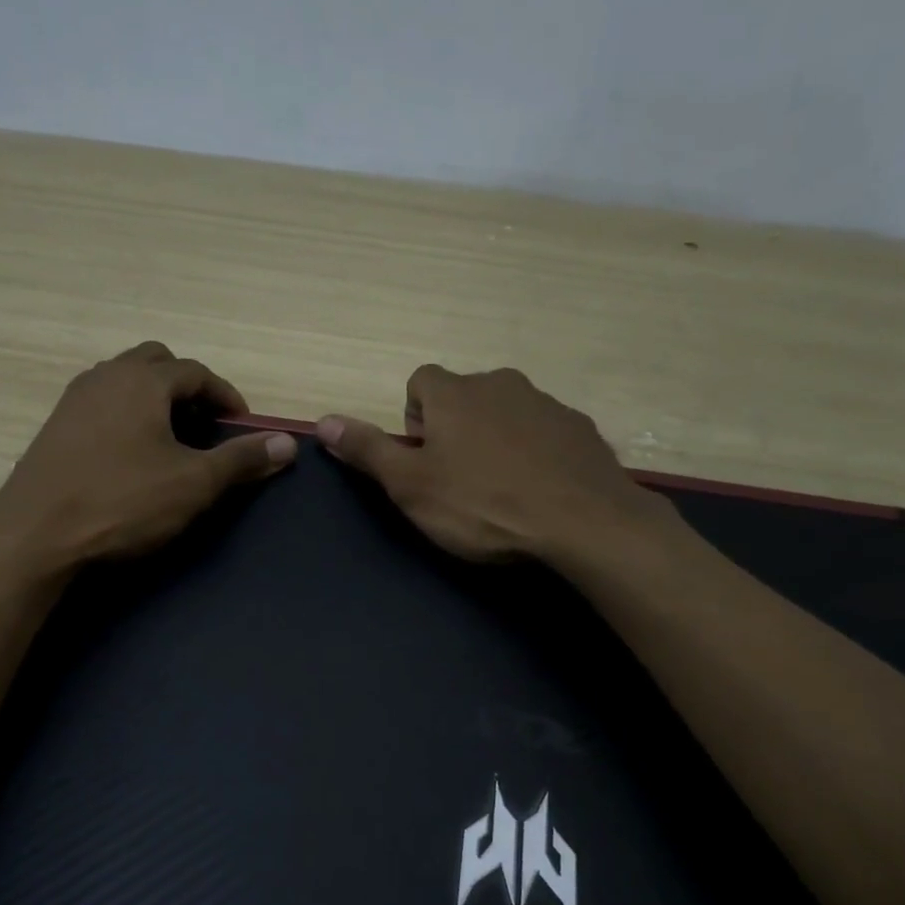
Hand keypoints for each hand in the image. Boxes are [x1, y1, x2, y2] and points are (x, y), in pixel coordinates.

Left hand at [0, 342, 294, 583]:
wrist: (35, 534)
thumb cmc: (123, 502)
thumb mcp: (194, 483)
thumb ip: (241, 459)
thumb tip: (287, 444)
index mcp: (143, 380)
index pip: (197, 372)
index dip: (226, 397)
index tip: (242, 427)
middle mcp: (106, 376)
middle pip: (158, 364)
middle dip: (188, 388)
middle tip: (206, 427)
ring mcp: (75, 399)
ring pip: (126, 381)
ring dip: (155, 400)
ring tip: (172, 440)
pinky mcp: (56, 426)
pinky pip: (103, 403)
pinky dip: (128, 415)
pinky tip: (132, 456)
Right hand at [316, 365, 675, 563]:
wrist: (583, 522)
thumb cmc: (482, 504)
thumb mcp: (411, 485)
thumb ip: (367, 450)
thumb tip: (321, 422)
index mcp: (455, 393)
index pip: (420, 382)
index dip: (414, 419)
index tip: (423, 459)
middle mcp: (500, 383)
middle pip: (464, 396)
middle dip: (454, 430)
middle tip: (458, 481)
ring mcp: (546, 404)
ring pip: (506, 413)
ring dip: (495, 441)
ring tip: (500, 491)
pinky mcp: (581, 429)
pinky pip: (544, 433)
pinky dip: (534, 454)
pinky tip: (538, 492)